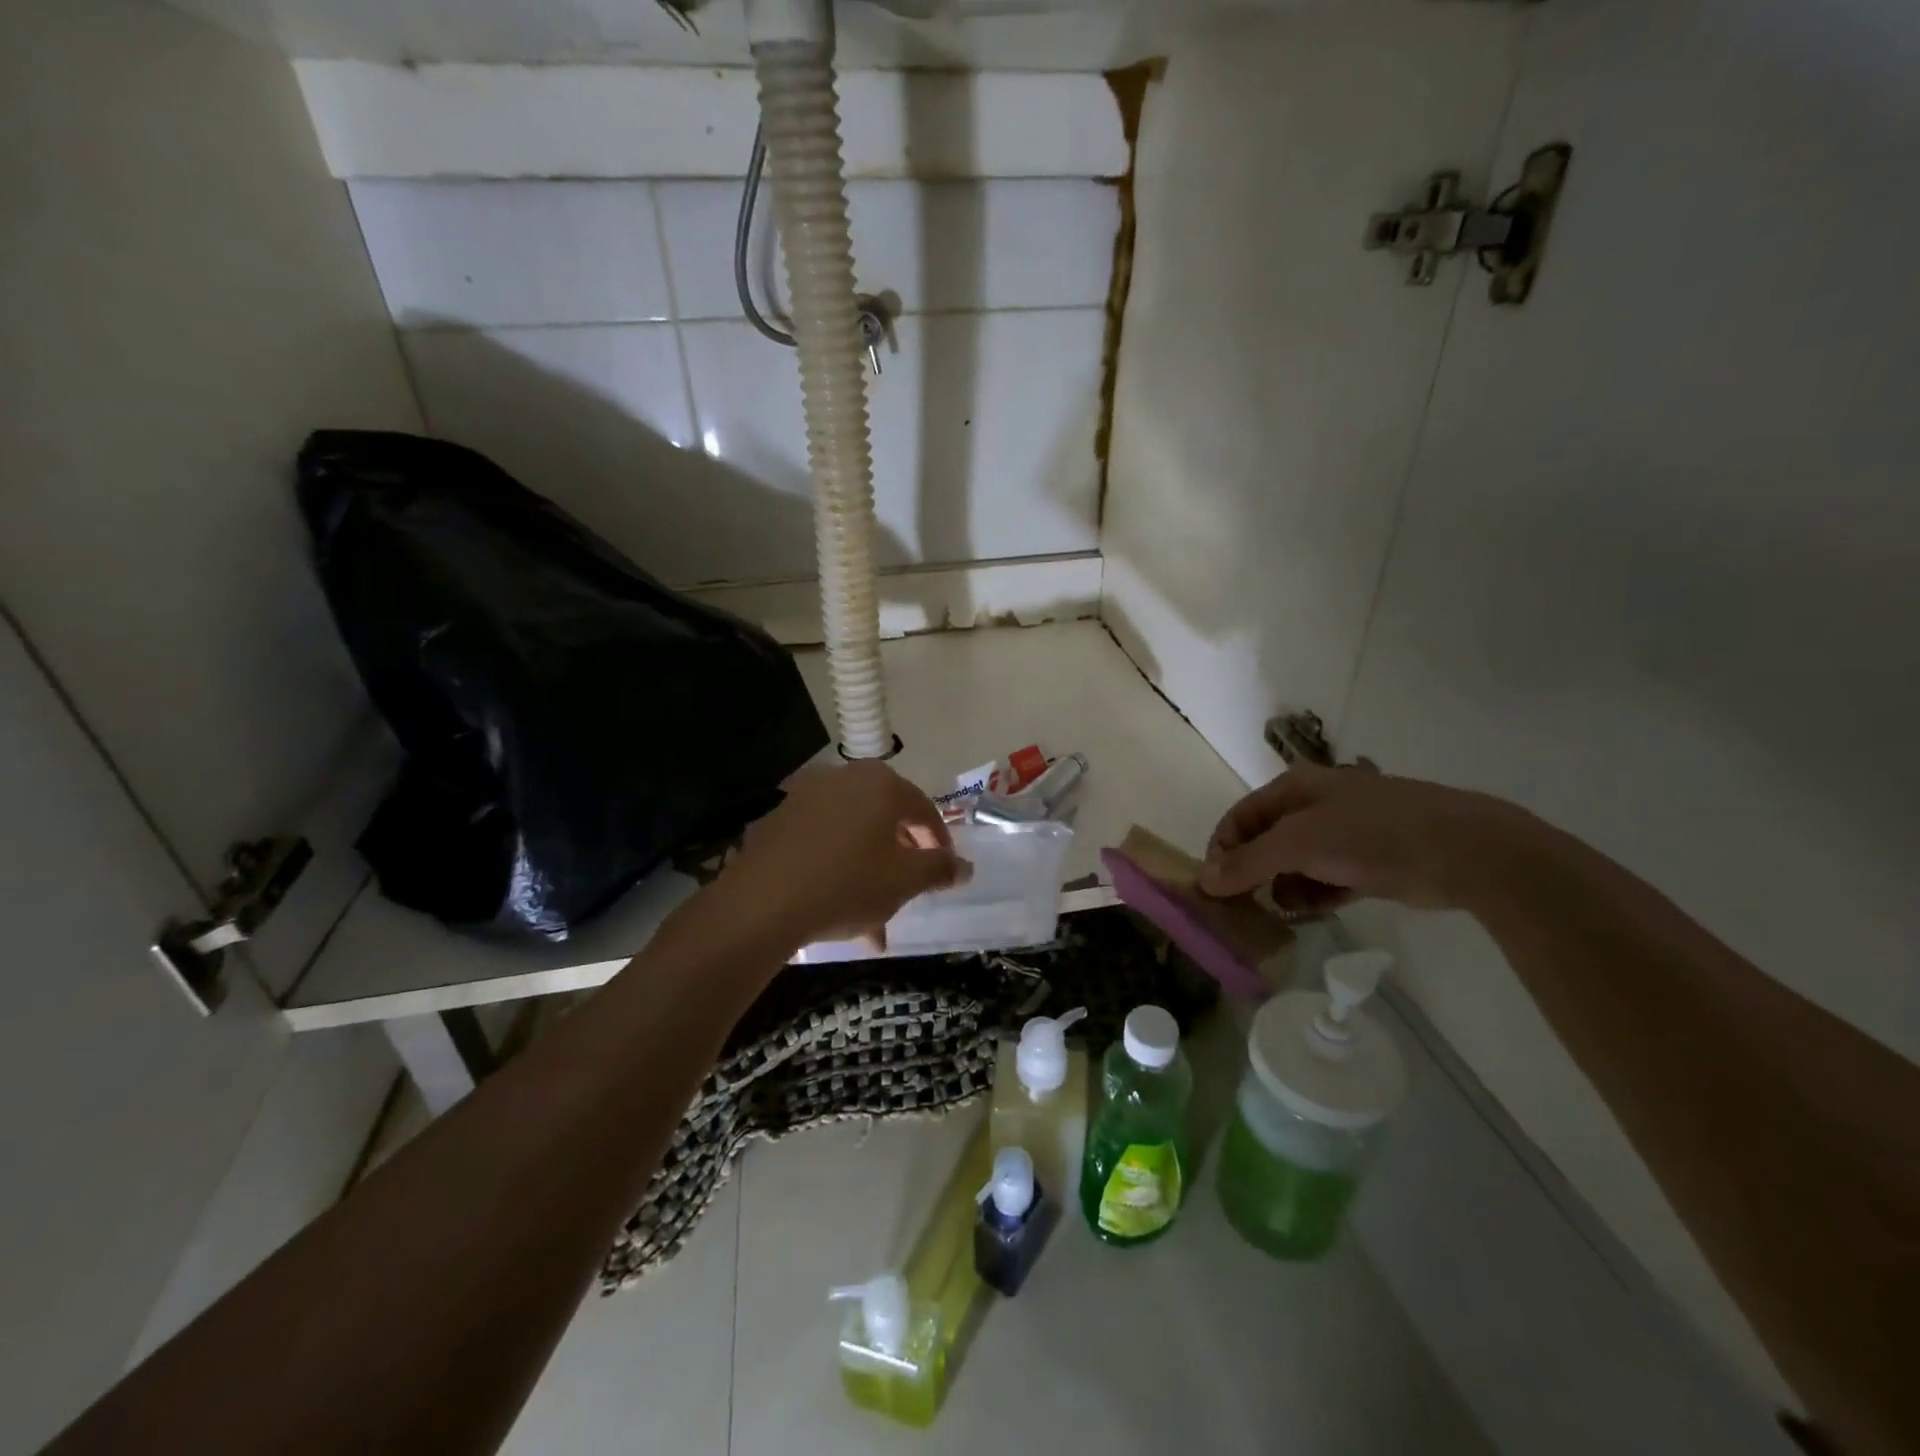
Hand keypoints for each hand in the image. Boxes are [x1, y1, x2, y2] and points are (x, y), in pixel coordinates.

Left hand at [712, 761, 970, 949]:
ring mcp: (805, 795)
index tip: (944, 872)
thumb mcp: (905, 881)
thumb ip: (940, 869)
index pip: (924, 809)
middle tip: (909, 888)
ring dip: (868, 868)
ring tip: (871, 914)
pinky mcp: (776, 819)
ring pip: (852, 833)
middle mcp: (844, 778)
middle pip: (885, 817)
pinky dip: (835, 866)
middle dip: (901, 856)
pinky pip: (820, 840)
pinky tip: (834, 906)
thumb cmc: (847, 884)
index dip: (939, 843)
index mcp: (881, 784)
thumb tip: (965, 866)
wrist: (760, 904)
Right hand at [1199, 761, 1530, 913]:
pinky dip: (1312, 896)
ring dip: (1282, 888)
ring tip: (1279, 913)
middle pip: (1266, 840)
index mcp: (1295, 788)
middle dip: (1252, 872)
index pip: (1240, 817)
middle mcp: (1316, 806)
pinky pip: (1325, 880)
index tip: (1215, 888)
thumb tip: (1205, 881)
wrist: (1465, 851)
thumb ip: (1249, 863)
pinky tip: (1308, 913)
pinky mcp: (1369, 862)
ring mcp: (1345, 834)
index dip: (1223, 849)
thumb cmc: (1372, 834)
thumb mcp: (1299, 844)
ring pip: (1295, 863)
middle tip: (1242, 907)